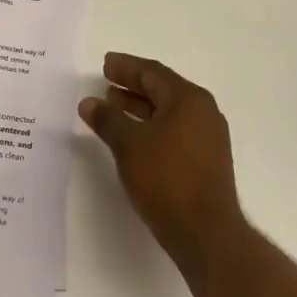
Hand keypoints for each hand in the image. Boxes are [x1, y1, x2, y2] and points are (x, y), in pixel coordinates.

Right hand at [80, 52, 244, 264]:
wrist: (206, 232)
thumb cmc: (166, 179)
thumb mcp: (129, 145)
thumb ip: (108, 119)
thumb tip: (89, 102)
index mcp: (188, 99)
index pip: (153, 72)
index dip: (126, 67)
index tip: (105, 64)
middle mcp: (203, 112)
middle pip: (163, 89)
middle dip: (132, 85)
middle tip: (105, 82)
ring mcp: (208, 137)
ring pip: (168, 112)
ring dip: (140, 107)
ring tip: (112, 107)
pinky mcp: (206, 160)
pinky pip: (174, 130)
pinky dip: (151, 126)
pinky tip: (132, 136)